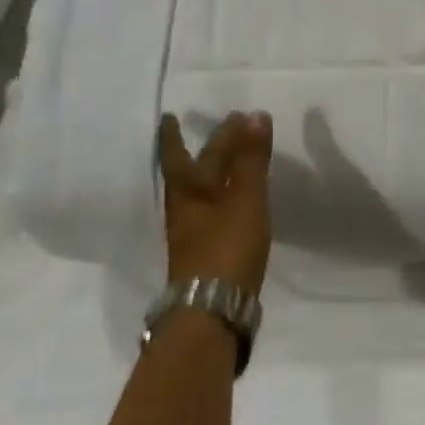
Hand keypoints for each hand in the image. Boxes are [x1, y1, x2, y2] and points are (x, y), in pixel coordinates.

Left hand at [157, 112, 273, 295]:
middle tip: (229, 126)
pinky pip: (214, 208)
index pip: (179, 153)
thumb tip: (254, 115)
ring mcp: (194, 231)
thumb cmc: (227, 245)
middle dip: (210, 147)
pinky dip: (225, 193)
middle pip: (195, 169)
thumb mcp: (245, 197)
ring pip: (203, 190)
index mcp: (188, 190)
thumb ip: (251, 158)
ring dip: (216, 170)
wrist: (213, 309)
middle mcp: (185, 207)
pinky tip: (237, 198)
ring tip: (233, 157)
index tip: (170, 116)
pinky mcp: (207, 249)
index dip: (174, 135)